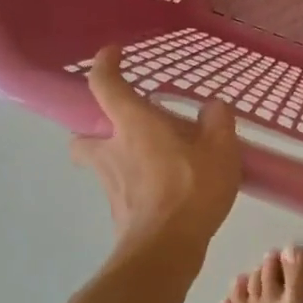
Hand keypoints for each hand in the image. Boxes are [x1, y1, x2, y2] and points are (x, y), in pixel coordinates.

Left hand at [71, 46, 241, 252]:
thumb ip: (218, 121)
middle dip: (94, 129)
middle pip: (82, 135)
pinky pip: (120, 191)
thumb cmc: (190, 188)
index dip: (104, 64)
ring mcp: (110, 185)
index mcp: (132, 124)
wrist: (166, 249)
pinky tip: (164, 192)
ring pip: (98, 165)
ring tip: (150, 162)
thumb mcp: (220, 148)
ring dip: (115, 159)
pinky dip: (134, 187)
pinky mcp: (118, 214)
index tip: (113, 53)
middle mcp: (110, 150)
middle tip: (124, 129)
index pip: (103, 84)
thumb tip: (213, 108)